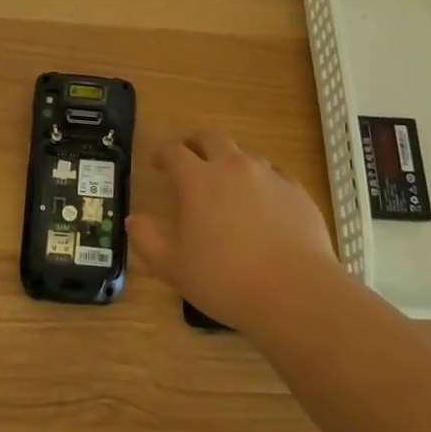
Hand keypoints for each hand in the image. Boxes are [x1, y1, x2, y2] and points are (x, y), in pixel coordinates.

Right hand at [127, 132, 337, 333]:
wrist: (295, 292)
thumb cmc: (226, 279)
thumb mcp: (174, 266)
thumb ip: (147, 240)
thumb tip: (132, 220)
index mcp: (199, 179)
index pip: (175, 152)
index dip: (163, 154)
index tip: (157, 164)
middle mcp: (233, 167)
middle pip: (211, 139)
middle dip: (196, 144)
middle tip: (189, 158)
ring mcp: (269, 176)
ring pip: (245, 155)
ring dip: (230, 162)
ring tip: (227, 185)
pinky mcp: (297, 191)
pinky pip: (275, 176)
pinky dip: (262, 182)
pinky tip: (264, 204)